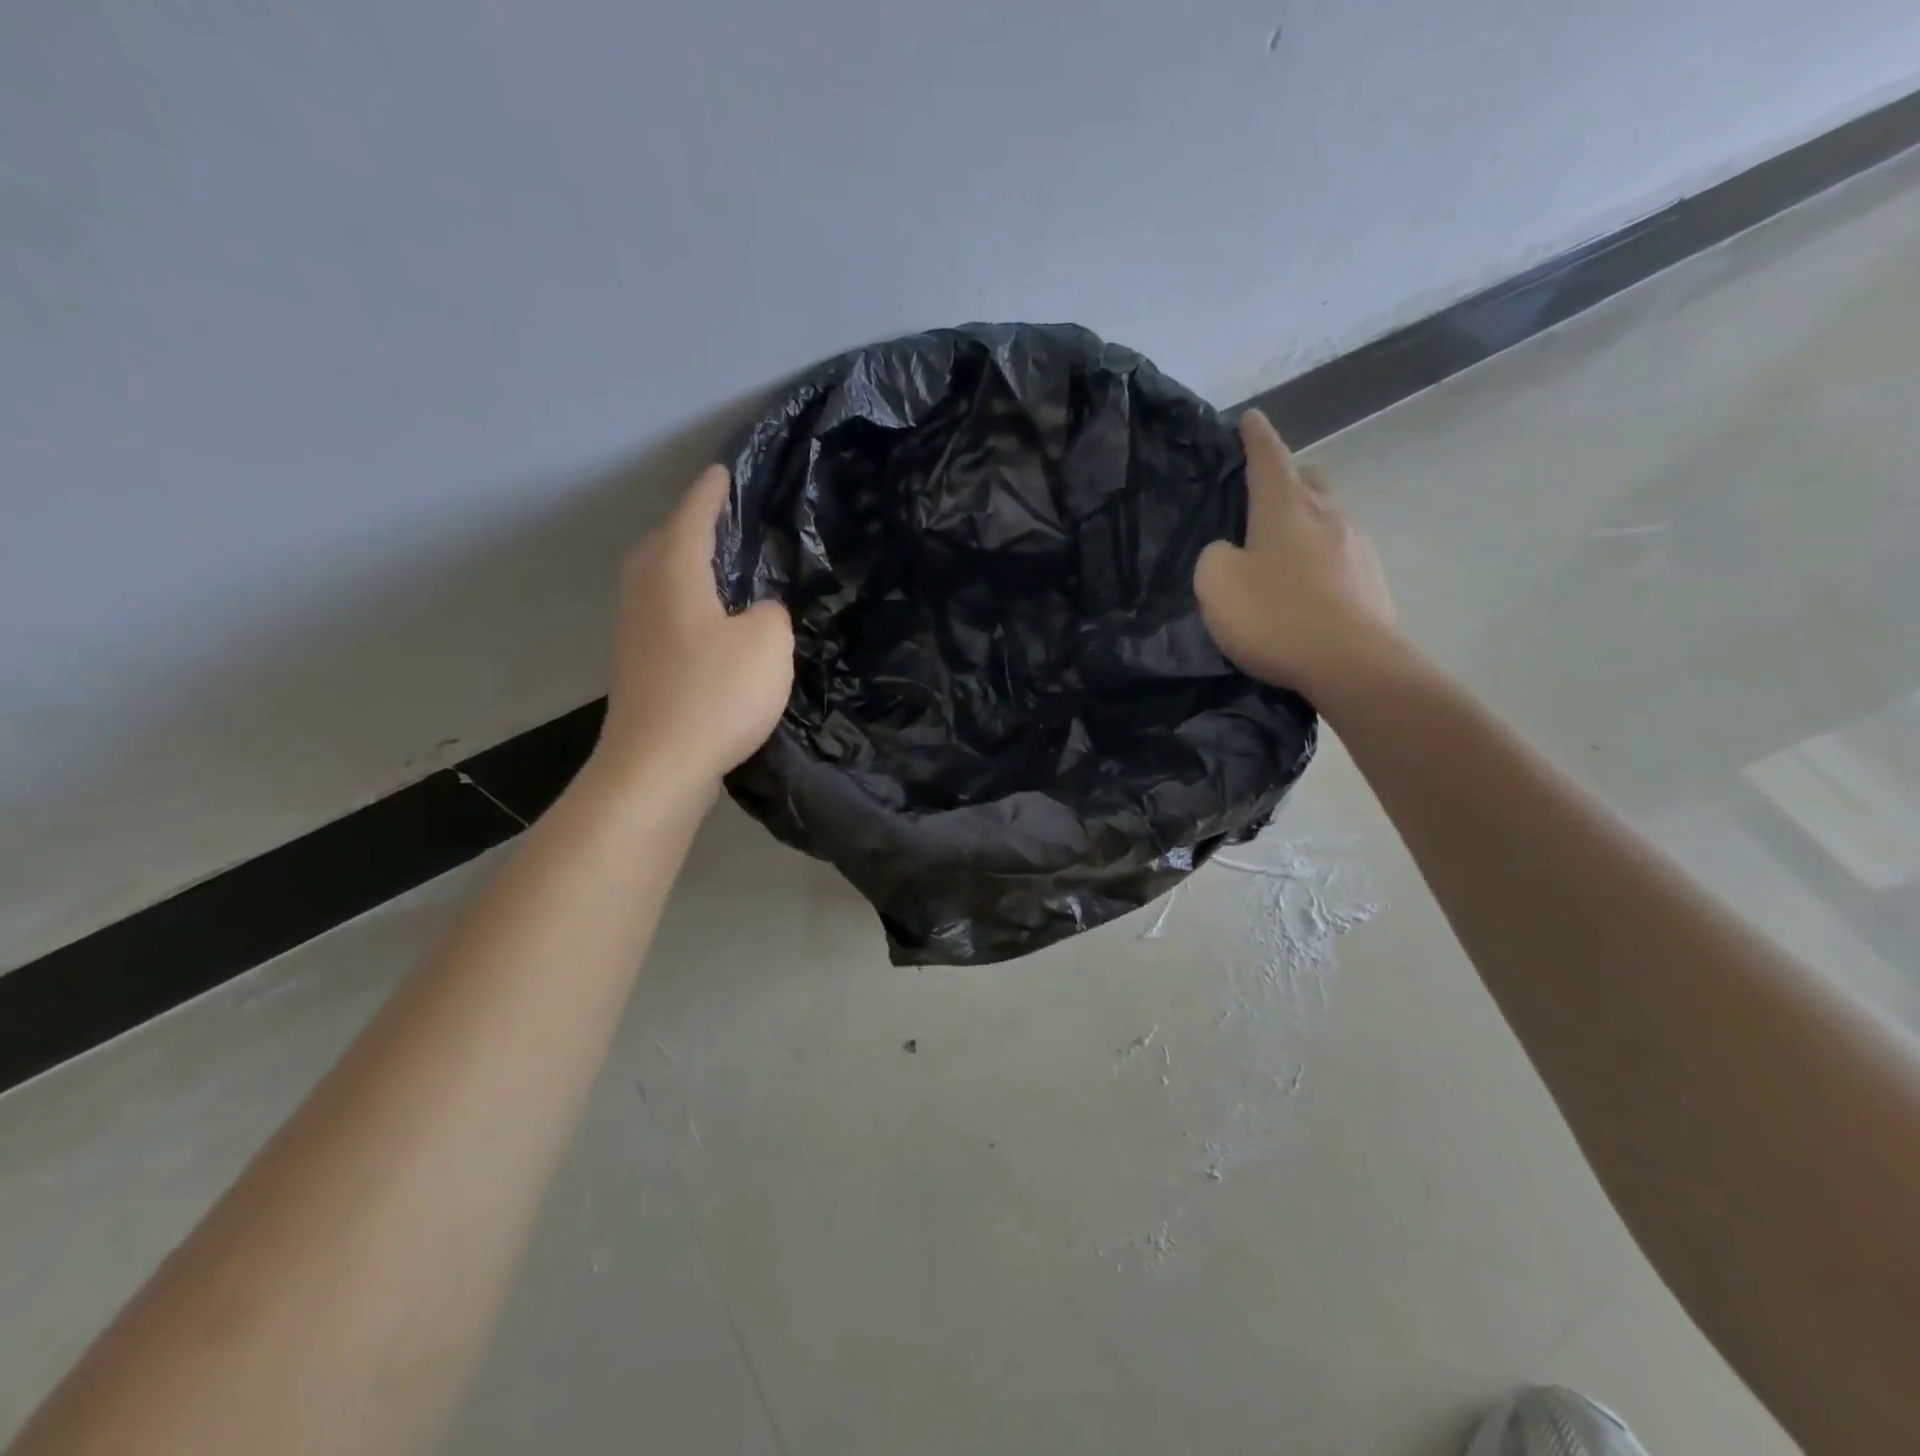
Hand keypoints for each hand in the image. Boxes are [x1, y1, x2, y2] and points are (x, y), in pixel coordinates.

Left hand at [597, 465, 794, 784]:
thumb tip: (758, 611)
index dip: (711, 493)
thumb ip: (771, 613)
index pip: (693, 517)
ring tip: (715, 566)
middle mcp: (645, 592)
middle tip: (721, 520)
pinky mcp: (636, 664)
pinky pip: (660, 611)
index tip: (723, 471)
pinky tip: (705, 622)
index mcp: (674, 573)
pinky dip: (681, 601)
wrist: (658, 765)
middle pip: (662, 542)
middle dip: (688, 524)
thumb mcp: (768, 644)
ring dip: (682, 564)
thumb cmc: (716, 694)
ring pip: (656, 578)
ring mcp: (633, 630)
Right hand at [1195, 410, 1396, 701]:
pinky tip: (1307, 585)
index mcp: (1285, 507)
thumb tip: (1231, 551)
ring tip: (1284, 547)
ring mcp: (1358, 547)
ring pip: (1329, 517)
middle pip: (1309, 480)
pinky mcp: (1373, 580)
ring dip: (1307, 522)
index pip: (1269, 457)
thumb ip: (1215, 556)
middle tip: (1265, 491)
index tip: (1251, 418)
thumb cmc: (1275, 615)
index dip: (1257, 437)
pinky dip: (1321, 558)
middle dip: (1288, 476)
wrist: (1350, 663)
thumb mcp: (1216, 584)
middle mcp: (1328, 515)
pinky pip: (1342, 553)